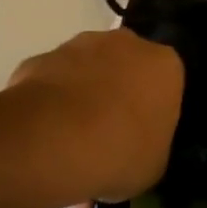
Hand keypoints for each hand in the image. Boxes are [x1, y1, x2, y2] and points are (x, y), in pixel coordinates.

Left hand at [5, 28, 183, 203]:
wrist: (53, 141)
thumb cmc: (120, 152)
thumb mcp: (154, 164)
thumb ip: (152, 143)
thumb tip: (137, 144)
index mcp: (164, 65)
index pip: (166, 82)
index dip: (153, 110)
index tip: (142, 135)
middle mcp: (125, 43)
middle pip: (126, 67)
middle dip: (118, 94)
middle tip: (108, 136)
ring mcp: (78, 45)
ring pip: (86, 70)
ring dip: (82, 96)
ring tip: (70, 141)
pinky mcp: (40, 58)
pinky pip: (52, 82)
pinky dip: (50, 103)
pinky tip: (44, 135)